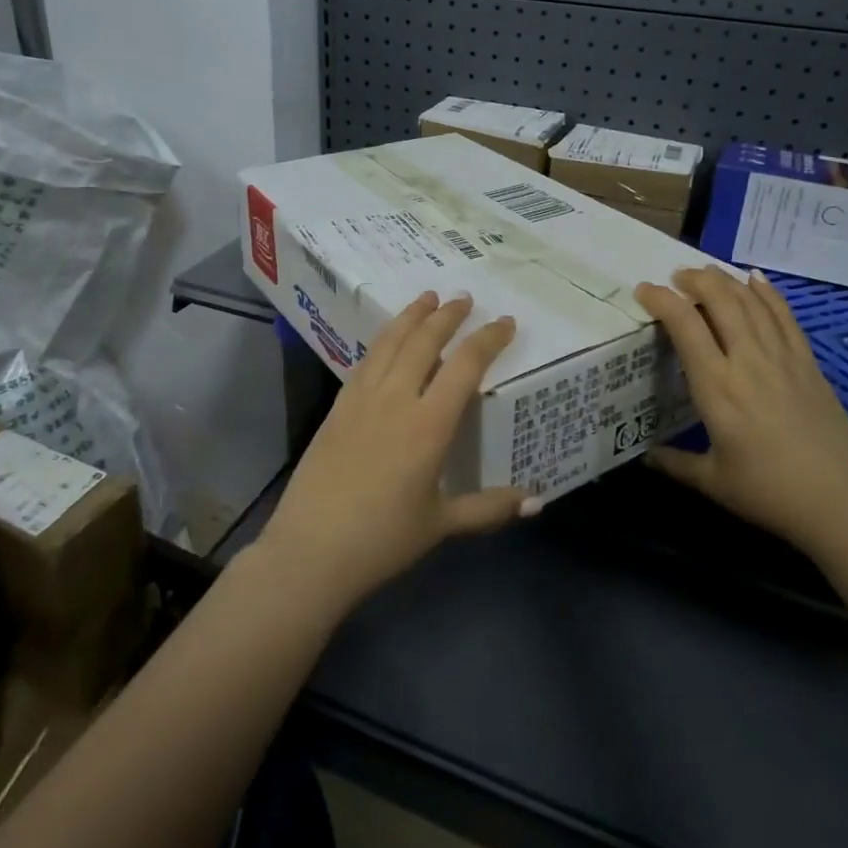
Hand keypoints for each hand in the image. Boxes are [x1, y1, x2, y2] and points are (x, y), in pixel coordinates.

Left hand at [253, 292, 533, 616]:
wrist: (311, 550)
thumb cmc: (382, 539)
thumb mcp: (441, 524)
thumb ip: (489, 508)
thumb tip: (536, 501)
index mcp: (428, 425)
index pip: (465, 366)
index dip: (488, 339)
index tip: (505, 322)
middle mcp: (396, 399)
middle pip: (424, 341)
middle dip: (448, 315)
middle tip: (464, 298)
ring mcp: (362, 399)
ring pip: (390, 342)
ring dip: (411, 316)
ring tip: (426, 298)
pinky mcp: (338, 407)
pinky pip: (365, 361)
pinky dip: (383, 340)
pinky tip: (388, 340)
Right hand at [635, 268, 847, 551]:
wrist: (842, 503)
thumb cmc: (769, 493)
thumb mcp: (713, 481)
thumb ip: (675, 463)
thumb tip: (645, 457)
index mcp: (717, 387)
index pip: (685, 325)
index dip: (661, 300)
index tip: (644, 290)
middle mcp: (748, 362)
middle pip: (721, 301)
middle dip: (695, 280)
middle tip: (677, 276)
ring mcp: (782, 359)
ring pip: (752, 303)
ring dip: (726, 280)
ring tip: (707, 272)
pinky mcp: (809, 364)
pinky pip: (785, 317)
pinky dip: (768, 293)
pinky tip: (756, 279)